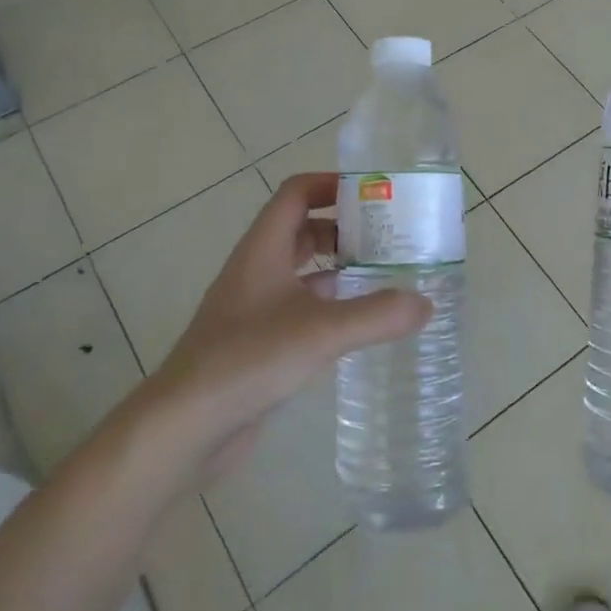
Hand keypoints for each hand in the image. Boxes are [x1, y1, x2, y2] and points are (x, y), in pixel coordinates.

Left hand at [150, 173, 431, 470]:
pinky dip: (330, 305)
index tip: (374, 193)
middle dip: (346, 228)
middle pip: (303, 229)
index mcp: (263, 249)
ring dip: (340, 267)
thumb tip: (426, 303)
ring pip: (303, 270)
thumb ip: (377, 315)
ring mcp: (255, 307)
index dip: (333, 184)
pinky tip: (358, 324)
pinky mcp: (258, 341)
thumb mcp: (320, 331)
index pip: (297, 193)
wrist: (184, 426)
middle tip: (391, 238)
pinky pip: (300, 307)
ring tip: (385, 276)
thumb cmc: (247, 360)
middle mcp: (257, 270)